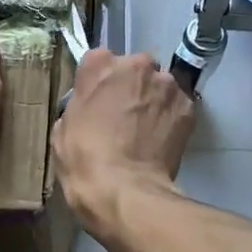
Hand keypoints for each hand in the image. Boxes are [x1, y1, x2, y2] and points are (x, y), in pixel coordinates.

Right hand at [51, 48, 195, 236]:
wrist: (125, 191)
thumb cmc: (84, 158)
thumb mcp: (63, 128)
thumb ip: (80, 103)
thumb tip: (93, 106)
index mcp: (100, 64)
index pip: (99, 61)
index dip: (99, 83)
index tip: (98, 101)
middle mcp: (137, 64)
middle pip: (134, 69)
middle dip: (131, 87)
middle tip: (124, 116)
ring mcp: (166, 84)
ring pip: (159, 86)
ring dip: (153, 101)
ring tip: (145, 131)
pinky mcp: (188, 107)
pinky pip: (176, 106)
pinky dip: (170, 118)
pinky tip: (161, 139)